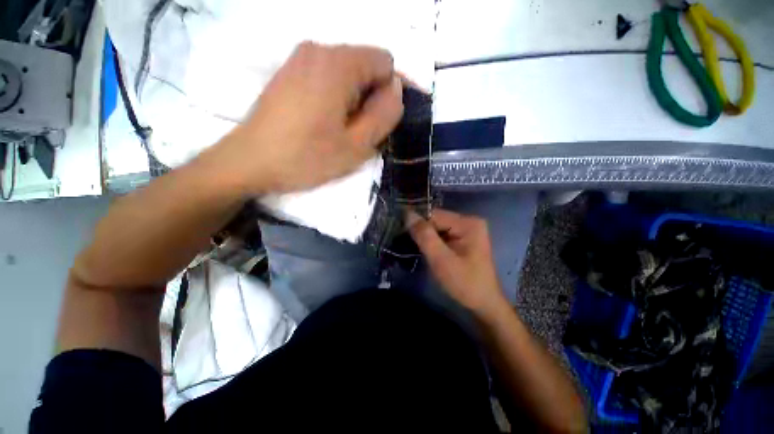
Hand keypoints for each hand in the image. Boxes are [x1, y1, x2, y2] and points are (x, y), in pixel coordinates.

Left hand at [208, 41, 403, 194]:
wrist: (250, 162)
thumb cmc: (306, 157)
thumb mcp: (357, 145)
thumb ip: (385, 115)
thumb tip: (396, 90)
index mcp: (338, 63)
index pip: (386, 63)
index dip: (389, 94)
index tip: (377, 122)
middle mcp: (319, 49)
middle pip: (365, 67)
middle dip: (370, 99)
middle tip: (356, 132)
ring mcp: (299, 58)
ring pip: (347, 74)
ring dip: (353, 102)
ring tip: (339, 130)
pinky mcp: (289, 72)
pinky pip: (327, 78)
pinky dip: (335, 98)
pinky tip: (322, 122)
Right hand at [408, 209, 505, 313]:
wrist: (484, 303)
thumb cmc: (464, 283)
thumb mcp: (441, 260)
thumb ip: (424, 236)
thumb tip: (408, 214)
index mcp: (467, 223)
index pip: (434, 215)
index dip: (417, 224)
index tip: (402, 234)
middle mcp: (468, 221)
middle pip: (436, 220)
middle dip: (422, 232)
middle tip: (409, 245)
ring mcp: (467, 230)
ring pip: (437, 228)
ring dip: (426, 237)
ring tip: (416, 248)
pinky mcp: (464, 238)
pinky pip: (442, 234)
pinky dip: (432, 241)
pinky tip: (427, 251)